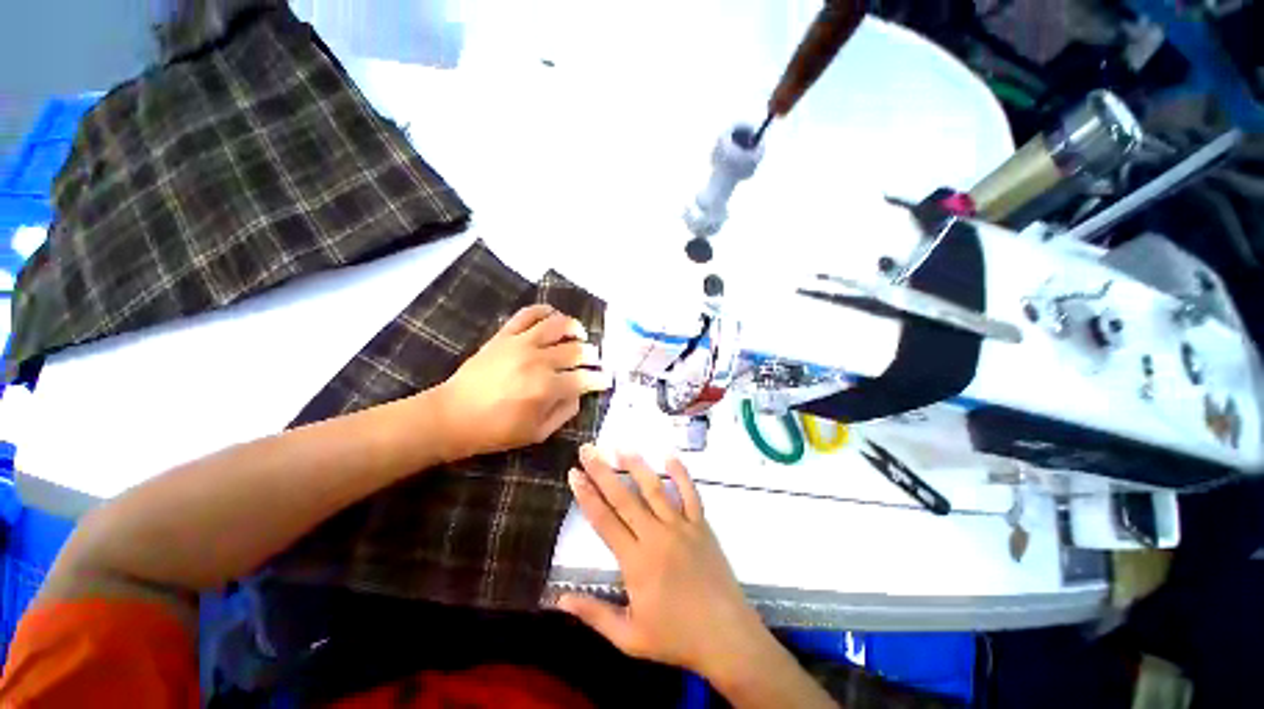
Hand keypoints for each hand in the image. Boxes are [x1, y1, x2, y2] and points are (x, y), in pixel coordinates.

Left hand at [434, 305, 612, 459]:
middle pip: (576, 350)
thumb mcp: (537, 433)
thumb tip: (580, 394)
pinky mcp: (504, 335)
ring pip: (557, 325)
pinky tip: (553, 316)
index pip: (584, 379)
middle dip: (592, 355)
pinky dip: (544, 311)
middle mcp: (539, 361)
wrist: (451, 416)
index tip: (607, 379)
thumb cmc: (495, 430)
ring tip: (580, 335)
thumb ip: (564, 413)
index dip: (600, 379)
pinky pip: (528, 314)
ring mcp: (521, 344)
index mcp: (547, 388)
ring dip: (575, 328)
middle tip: (596, 360)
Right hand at [558, 447, 770, 681]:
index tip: (574, 473)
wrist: (727, 638)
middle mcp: (656, 536)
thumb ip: (594, 615)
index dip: (586, 495)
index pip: (604, 521)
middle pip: (624, 498)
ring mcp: (681, 527)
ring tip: (621, 446)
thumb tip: (558, 599)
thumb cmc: (676, 639)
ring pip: (655, 489)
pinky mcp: (701, 525)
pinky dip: (681, 474)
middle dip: (603, 471)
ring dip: (636, 466)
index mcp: (636, 562)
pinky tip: (670, 456)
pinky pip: (691, 494)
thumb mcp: (629, 638)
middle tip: (588, 449)